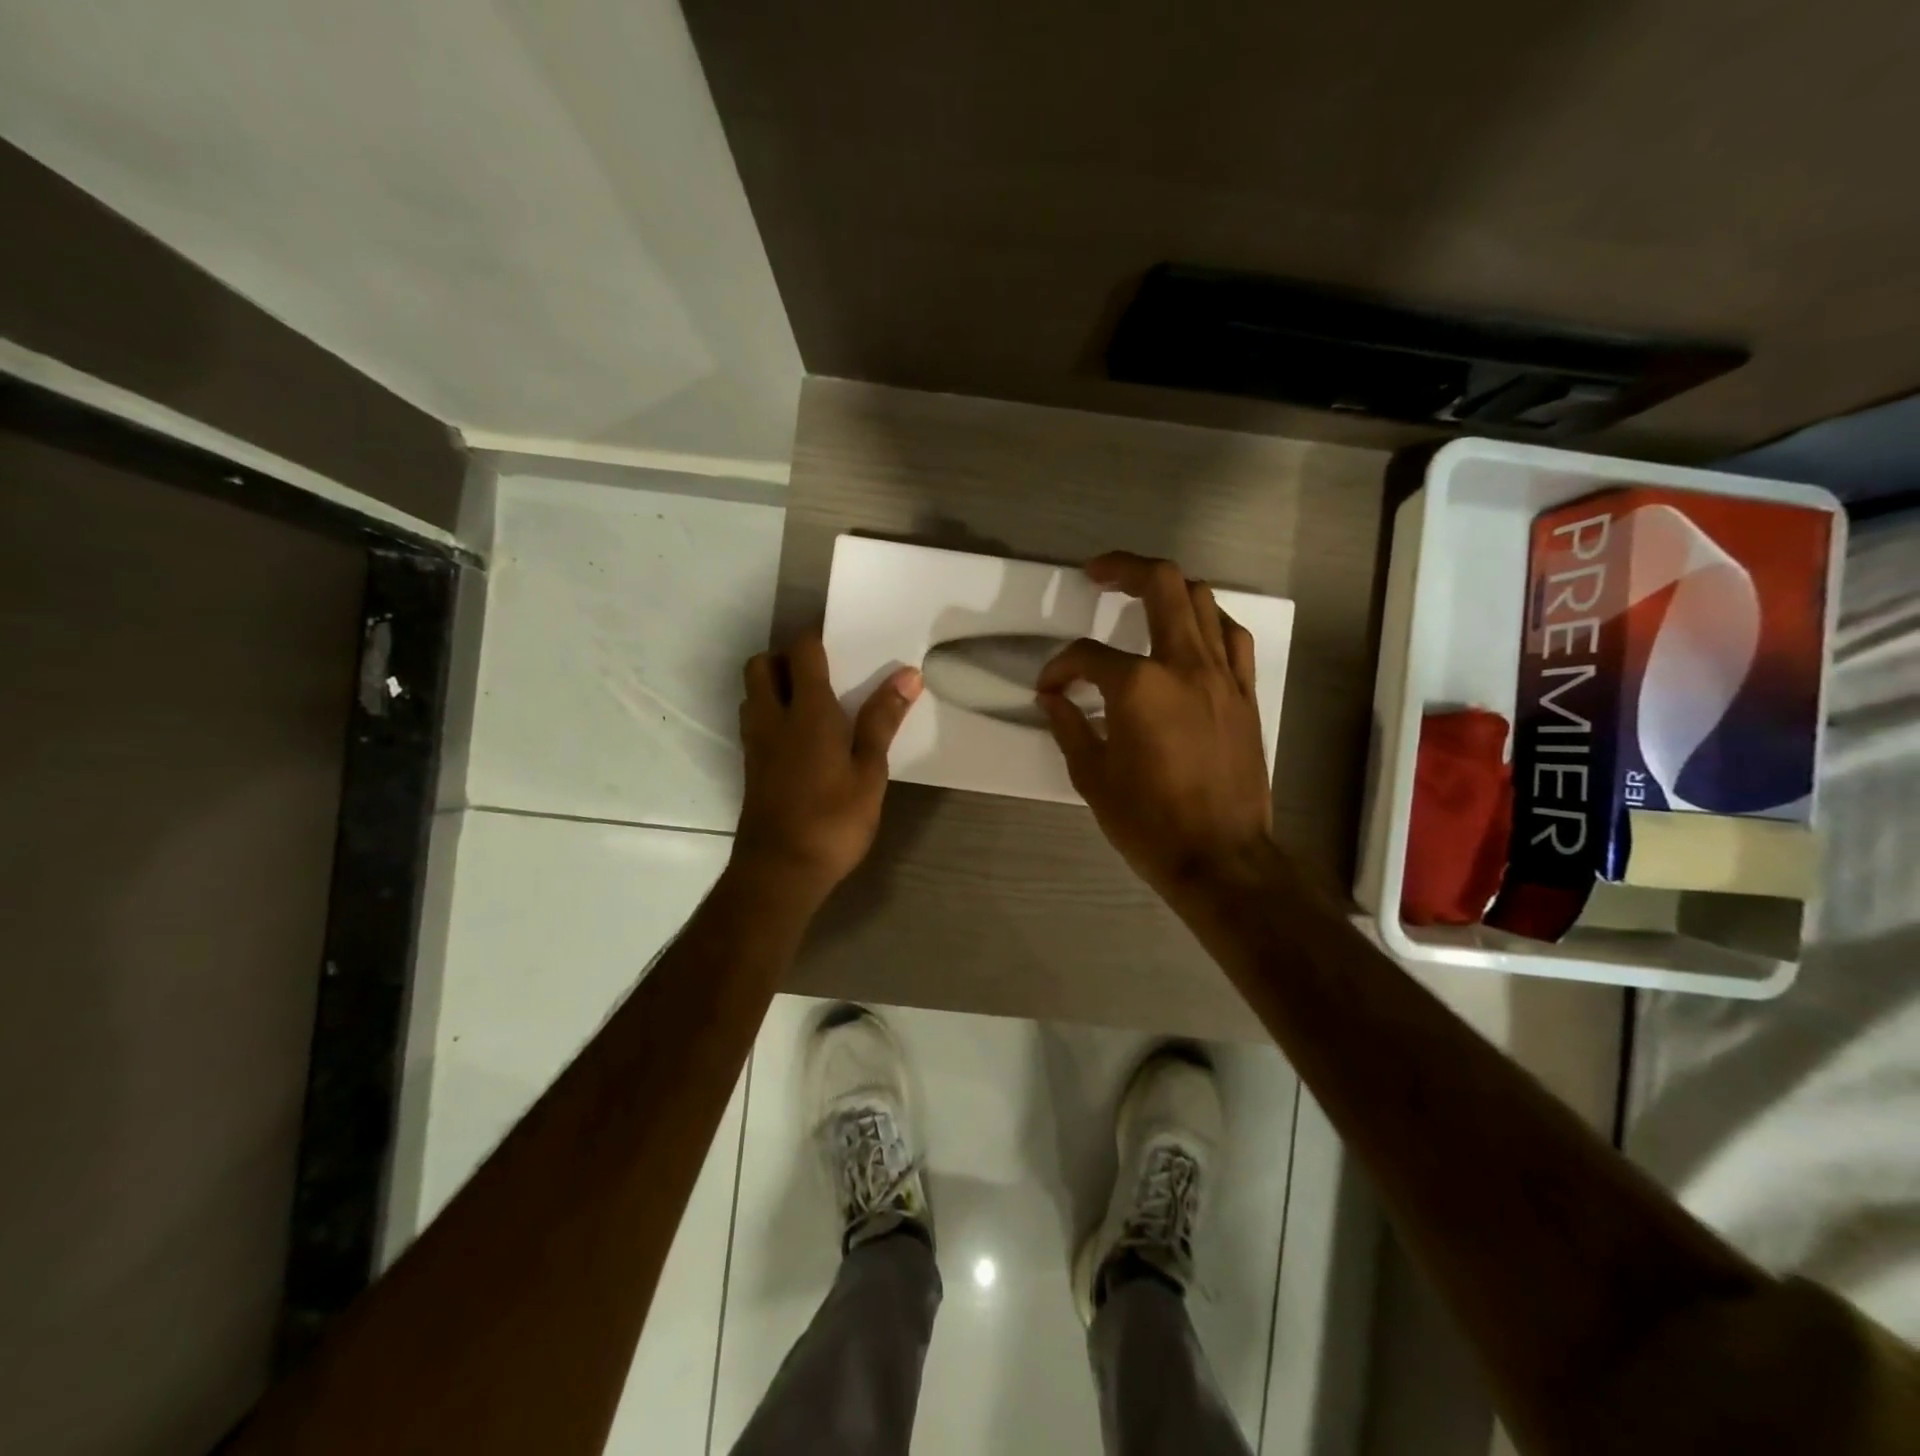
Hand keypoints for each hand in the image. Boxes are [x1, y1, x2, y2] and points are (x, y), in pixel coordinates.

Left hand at [734, 632, 921, 906]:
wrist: (780, 871)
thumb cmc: (833, 820)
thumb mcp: (870, 772)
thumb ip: (882, 720)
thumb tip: (908, 675)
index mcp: (807, 712)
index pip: (802, 652)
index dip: (817, 638)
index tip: (843, 642)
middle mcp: (772, 717)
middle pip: (762, 664)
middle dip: (785, 657)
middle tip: (822, 672)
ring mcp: (755, 742)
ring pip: (752, 692)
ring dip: (774, 683)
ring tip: (812, 702)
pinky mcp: (750, 766)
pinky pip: (754, 720)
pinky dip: (770, 711)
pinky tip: (799, 737)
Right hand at [1036, 552, 1273, 897]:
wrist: (1220, 857)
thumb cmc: (1148, 823)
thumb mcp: (1092, 777)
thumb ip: (1069, 727)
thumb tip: (1053, 699)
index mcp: (1138, 687)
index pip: (1087, 656)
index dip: (1060, 667)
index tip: (1049, 689)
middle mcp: (1184, 665)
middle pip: (1161, 586)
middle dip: (1124, 569)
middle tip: (1098, 573)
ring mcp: (1222, 676)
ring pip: (1202, 601)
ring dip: (1169, 589)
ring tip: (1143, 597)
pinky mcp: (1245, 694)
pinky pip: (1232, 638)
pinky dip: (1209, 622)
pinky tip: (1193, 632)